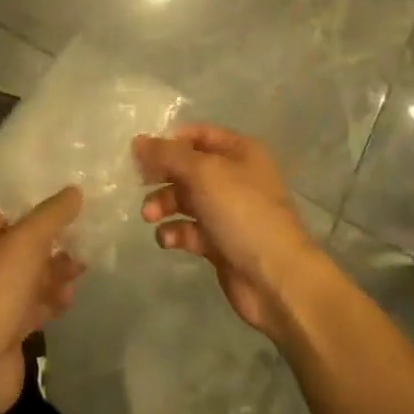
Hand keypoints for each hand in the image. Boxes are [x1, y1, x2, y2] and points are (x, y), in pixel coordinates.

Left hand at [0, 188, 85, 413]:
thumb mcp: (28, 240)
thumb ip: (53, 214)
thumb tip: (75, 190)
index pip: (4, 213)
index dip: (34, 209)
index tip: (66, 207)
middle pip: (19, 247)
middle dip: (51, 244)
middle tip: (82, 239)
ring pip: (28, 278)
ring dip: (54, 272)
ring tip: (83, 267)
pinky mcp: (5, 328)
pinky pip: (32, 306)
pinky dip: (51, 300)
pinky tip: (71, 297)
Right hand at [135, 125, 326, 340]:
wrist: (276, 278)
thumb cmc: (242, 212)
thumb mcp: (202, 173)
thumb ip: (167, 154)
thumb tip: (137, 141)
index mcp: (239, 152)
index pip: (197, 134)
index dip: (169, 141)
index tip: (142, 153)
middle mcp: (234, 177)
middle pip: (187, 168)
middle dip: (162, 176)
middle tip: (140, 183)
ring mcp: (228, 212)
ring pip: (185, 199)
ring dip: (163, 204)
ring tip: (150, 216)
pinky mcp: (220, 243)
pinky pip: (189, 229)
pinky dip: (175, 232)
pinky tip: (169, 240)